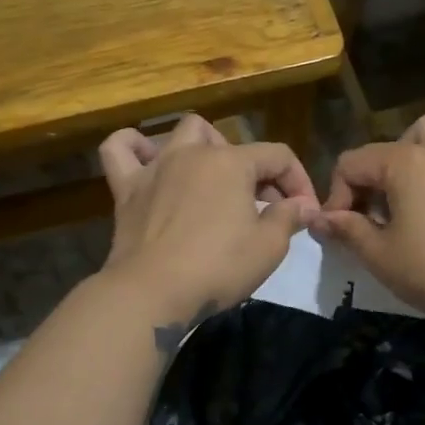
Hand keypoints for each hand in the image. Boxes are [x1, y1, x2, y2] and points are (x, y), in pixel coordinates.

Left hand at [98, 115, 319, 326]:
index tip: (304, 212)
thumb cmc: (217, 267)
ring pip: (182, 133)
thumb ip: (289, 217)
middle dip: (254, 170)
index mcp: (231, 162)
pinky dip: (134, 147)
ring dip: (204, 147)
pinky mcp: (126, 188)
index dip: (298, 181)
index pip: (278, 156)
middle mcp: (193, 153)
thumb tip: (303, 205)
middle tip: (261, 206)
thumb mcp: (269, 247)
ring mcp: (156, 166)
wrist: (152, 292)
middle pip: (232, 144)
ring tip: (212, 177)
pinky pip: (120, 149)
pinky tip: (148, 160)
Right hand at [313, 115, 424, 327]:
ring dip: (416, 155)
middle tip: (371, 216)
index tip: (340, 232)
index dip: (337, 197)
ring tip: (409, 191)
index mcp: (403, 162)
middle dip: (372, 177)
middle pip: (390, 147)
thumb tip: (319, 219)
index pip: (351, 164)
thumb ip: (346, 229)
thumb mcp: (378, 255)